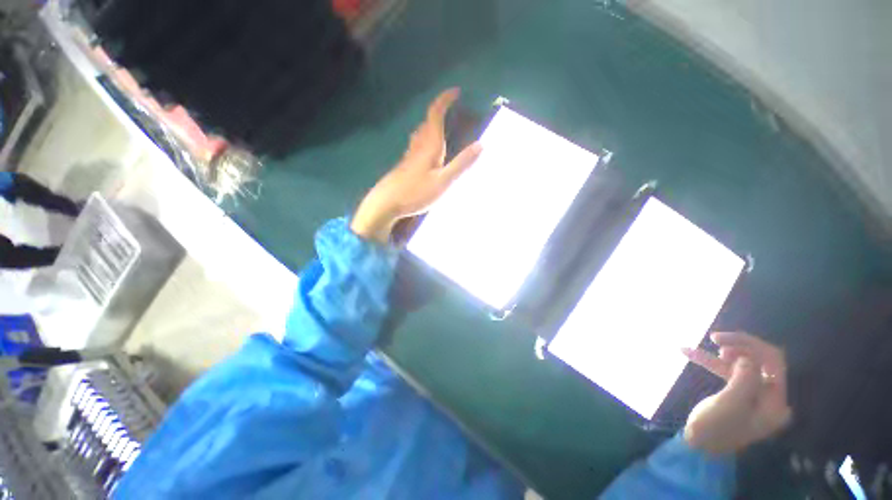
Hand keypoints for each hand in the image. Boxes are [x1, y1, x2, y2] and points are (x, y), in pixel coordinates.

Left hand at [351, 88, 482, 242]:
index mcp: (429, 146)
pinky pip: (417, 146)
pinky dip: (426, 140)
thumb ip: (461, 164)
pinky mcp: (405, 166)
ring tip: (441, 127)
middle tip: (451, 109)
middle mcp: (418, 147)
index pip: (435, 115)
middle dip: (439, 111)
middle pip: (427, 122)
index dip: (444, 100)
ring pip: (421, 134)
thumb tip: (481, 144)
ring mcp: (409, 156)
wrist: (386, 203)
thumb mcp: (443, 181)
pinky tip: (427, 152)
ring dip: (431, 125)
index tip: (456, 91)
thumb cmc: (416, 192)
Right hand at [681, 332, 792, 454]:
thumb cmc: (716, 428)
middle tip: (714, 340)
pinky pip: (728, 371)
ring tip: (704, 348)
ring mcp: (755, 395)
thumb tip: (747, 356)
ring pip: (743, 364)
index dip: (751, 346)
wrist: (698, 446)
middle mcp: (771, 396)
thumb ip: (745, 379)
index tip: (721, 340)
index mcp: (776, 402)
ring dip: (722, 354)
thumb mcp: (731, 404)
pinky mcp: (738, 393)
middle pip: (761, 361)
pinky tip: (689, 352)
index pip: (774, 363)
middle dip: (738, 347)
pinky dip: (710, 362)